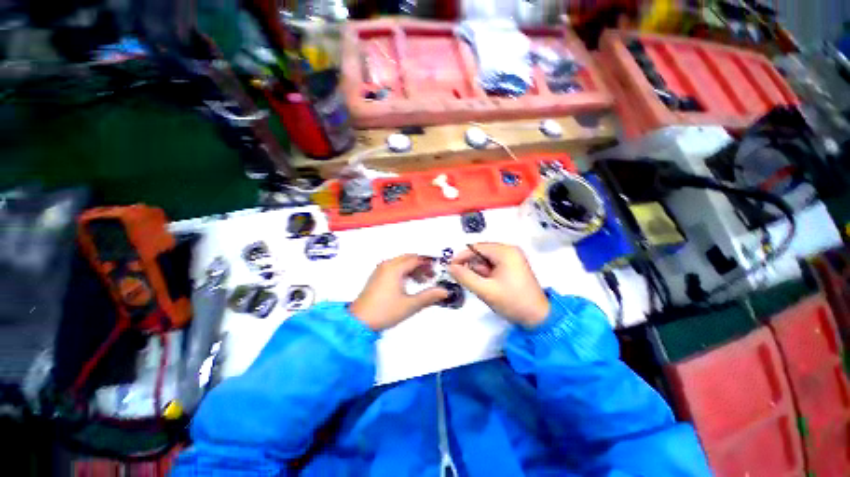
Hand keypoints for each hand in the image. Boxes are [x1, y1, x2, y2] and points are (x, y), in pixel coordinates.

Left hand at [350, 254, 449, 330]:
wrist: (359, 322)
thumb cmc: (385, 312)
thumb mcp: (410, 305)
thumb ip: (429, 296)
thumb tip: (445, 292)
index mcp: (395, 268)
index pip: (416, 259)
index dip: (429, 263)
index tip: (439, 270)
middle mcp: (387, 265)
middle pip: (408, 258)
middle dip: (421, 265)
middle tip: (432, 276)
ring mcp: (380, 270)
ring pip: (401, 263)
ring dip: (413, 268)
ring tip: (423, 281)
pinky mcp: (376, 277)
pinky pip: (394, 267)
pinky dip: (404, 272)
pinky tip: (409, 284)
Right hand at [448, 243, 549, 327]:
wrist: (538, 318)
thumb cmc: (513, 302)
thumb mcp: (486, 290)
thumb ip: (465, 277)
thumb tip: (449, 267)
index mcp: (505, 252)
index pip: (476, 247)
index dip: (462, 256)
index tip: (450, 268)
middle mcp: (509, 250)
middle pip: (481, 252)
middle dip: (472, 265)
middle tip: (466, 280)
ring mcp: (512, 258)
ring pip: (486, 259)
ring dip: (479, 271)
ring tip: (481, 286)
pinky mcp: (513, 266)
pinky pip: (493, 265)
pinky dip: (486, 273)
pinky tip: (488, 285)